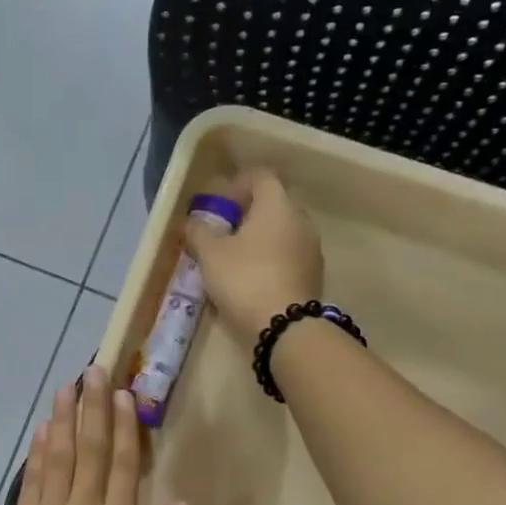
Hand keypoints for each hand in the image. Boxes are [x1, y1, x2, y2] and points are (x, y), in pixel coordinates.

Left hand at [0, 366, 189, 504]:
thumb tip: (184, 504)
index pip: (121, 466)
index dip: (124, 427)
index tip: (125, 394)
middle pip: (89, 450)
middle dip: (93, 408)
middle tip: (94, 370)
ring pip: (58, 457)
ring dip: (63, 419)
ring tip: (67, 387)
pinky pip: (32, 480)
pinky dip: (37, 452)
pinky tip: (42, 429)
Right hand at [180, 168, 323, 345]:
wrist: (285, 327)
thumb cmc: (245, 279)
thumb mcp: (210, 254)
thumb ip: (198, 232)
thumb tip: (191, 222)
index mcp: (278, 205)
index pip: (260, 176)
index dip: (237, 184)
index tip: (219, 204)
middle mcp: (301, 220)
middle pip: (273, 204)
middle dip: (247, 214)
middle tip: (222, 233)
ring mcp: (312, 248)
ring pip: (282, 232)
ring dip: (259, 240)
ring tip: (235, 261)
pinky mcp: (314, 275)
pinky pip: (289, 256)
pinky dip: (271, 260)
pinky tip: (252, 281)